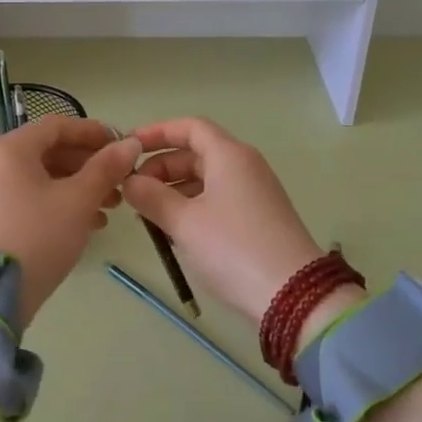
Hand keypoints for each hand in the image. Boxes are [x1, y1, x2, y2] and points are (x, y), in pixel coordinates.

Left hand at [0, 116, 141, 325]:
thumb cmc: (38, 236)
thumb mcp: (78, 201)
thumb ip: (106, 168)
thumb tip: (131, 143)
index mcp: (9, 149)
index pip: (57, 126)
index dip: (93, 132)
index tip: (122, 146)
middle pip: (49, 151)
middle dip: (89, 164)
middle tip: (121, 181)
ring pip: (41, 177)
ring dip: (78, 186)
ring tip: (112, 206)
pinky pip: (30, 197)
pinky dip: (59, 203)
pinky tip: (89, 224)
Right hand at [121, 118, 331, 326]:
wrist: (293, 295)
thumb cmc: (233, 248)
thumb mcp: (184, 222)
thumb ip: (151, 197)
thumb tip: (129, 181)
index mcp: (229, 155)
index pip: (189, 127)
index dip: (157, 132)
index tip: (128, 146)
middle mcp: (245, 165)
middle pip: (196, 152)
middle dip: (161, 166)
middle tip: (133, 189)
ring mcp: (255, 191)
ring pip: (206, 177)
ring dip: (174, 188)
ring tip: (148, 213)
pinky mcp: (259, 217)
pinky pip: (218, 198)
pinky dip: (192, 204)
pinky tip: (175, 229)